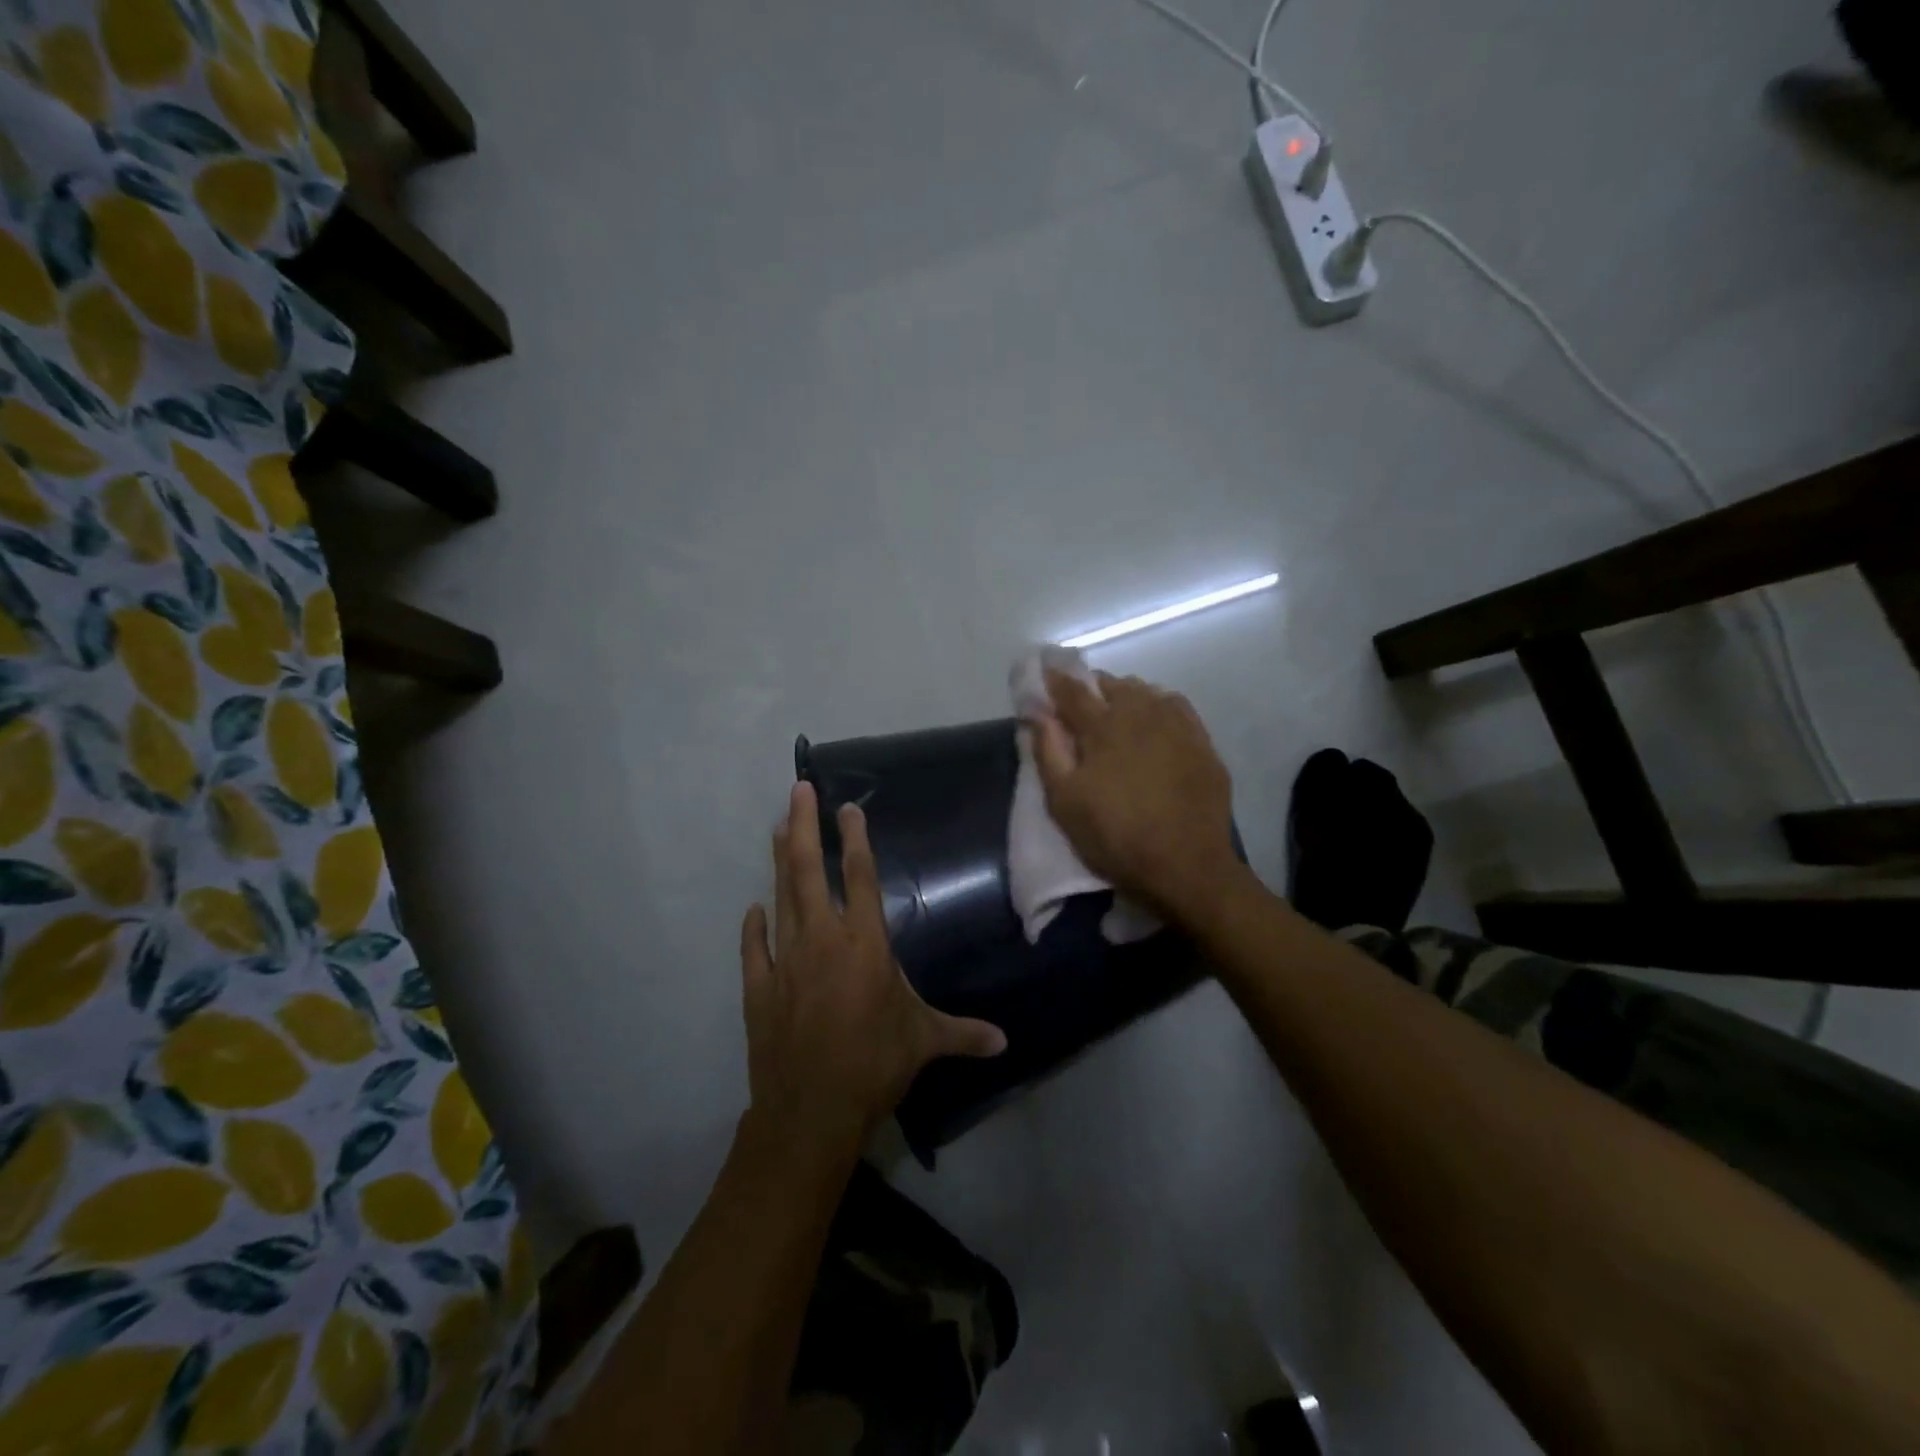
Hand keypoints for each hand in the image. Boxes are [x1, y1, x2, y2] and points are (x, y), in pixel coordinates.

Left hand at [739, 782, 1005, 1161]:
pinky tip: (752, 909)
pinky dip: (753, 927)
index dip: (855, 839)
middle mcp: (822, 940)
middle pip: (808, 871)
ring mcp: (785, 961)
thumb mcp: (924, 1043)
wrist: (810, 1112)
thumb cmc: (873, 1065)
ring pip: (781, 897)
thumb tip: (1006, 1041)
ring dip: (779, 861)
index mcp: (864, 944)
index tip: (847, 807)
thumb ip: (963, 1034)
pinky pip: (754, 948)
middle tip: (798, 789)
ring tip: (778, 828)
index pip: (860, 877)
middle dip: (803, 826)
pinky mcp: (759, 988)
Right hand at [1028, 670, 1240, 923]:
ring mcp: (1177, 725)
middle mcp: (1142, 713)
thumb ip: (1047, 750)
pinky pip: (1175, 707)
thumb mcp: (1065, 802)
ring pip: (1145, 692)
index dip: (1054, 681)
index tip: (1043, 675)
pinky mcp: (1202, 742)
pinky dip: (1157, 706)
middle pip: (1112, 685)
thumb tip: (1036, 711)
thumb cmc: (1115, 837)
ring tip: (1116, 714)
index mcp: (1103, 725)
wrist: (1186, 867)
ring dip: (1125, 696)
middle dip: (1091, 688)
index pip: (1072, 690)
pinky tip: (1154, 722)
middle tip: (1078, 706)